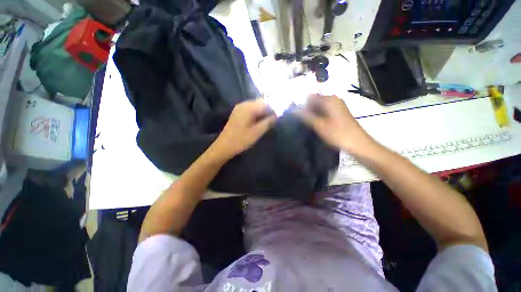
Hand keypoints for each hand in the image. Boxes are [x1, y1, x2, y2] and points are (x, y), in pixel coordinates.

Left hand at [211, 99, 275, 159]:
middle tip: (275, 121)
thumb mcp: (257, 132)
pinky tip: (259, 122)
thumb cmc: (241, 140)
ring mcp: (239, 109)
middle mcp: (243, 105)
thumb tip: (277, 116)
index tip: (279, 118)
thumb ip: (268, 122)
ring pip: (256, 107)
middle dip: (269, 111)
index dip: (274, 109)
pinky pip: (250, 111)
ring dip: (263, 113)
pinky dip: (257, 115)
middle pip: (260, 103)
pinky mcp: (237, 114)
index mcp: (248, 107)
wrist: (223, 147)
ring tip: (268, 122)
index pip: (266, 103)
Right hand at [296, 94, 375, 155]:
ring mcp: (337, 107)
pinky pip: (325, 112)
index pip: (311, 97)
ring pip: (320, 107)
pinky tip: (315, 125)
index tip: (297, 115)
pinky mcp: (339, 114)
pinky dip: (319, 117)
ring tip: (307, 124)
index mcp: (330, 100)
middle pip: (316, 101)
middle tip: (301, 121)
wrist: (358, 144)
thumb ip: (306, 116)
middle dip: (307, 110)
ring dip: (312, 114)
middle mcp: (334, 100)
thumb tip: (293, 110)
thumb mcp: (319, 125)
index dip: (303, 105)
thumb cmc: (338, 134)